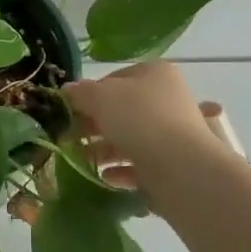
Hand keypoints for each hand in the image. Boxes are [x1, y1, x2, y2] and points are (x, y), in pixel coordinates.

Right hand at [60, 61, 222, 196]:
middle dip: (93, 126)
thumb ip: (81, 92)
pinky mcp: (172, 163)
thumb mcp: (101, 97)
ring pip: (129, 138)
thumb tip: (68, 90)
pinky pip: (140, 163)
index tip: (70, 112)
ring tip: (82, 161)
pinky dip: (121, 170)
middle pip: (121, 110)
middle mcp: (166, 99)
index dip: (89, 94)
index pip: (113, 79)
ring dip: (103, 150)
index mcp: (153, 73)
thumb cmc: (139, 120)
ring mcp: (171, 133)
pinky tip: (105, 178)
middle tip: (70, 139)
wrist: (182, 168)